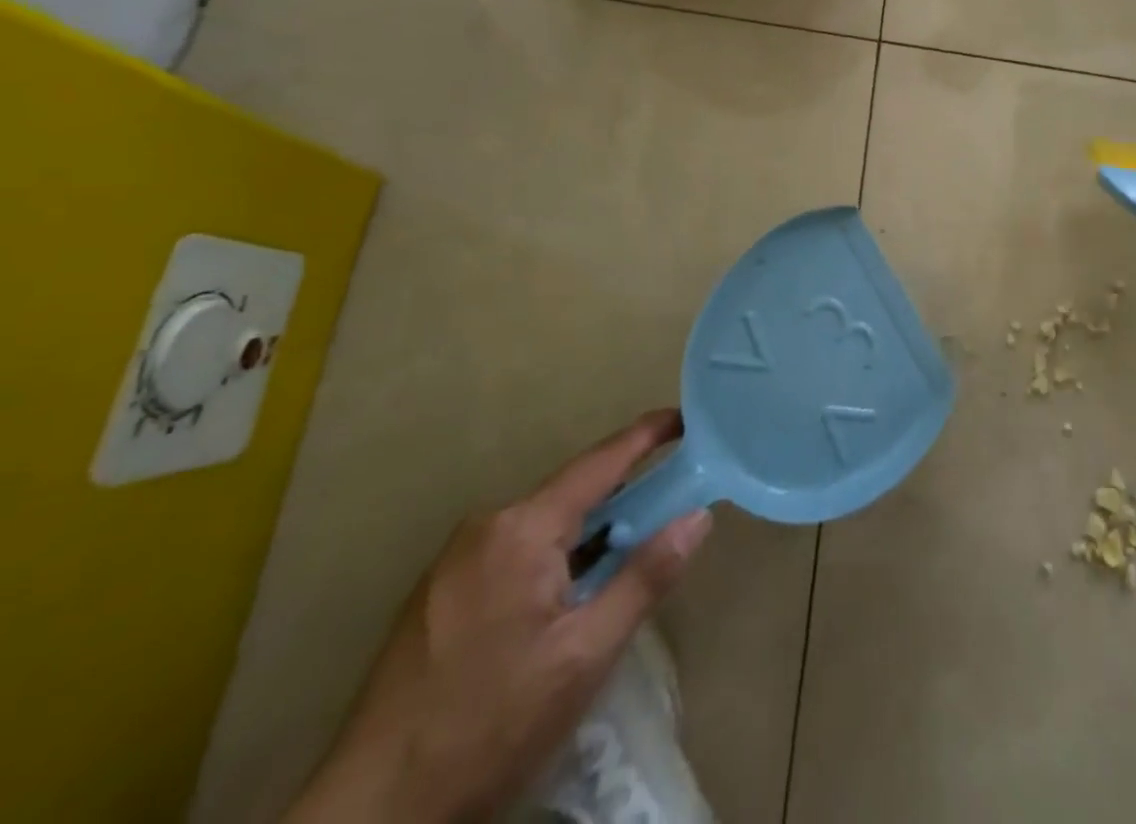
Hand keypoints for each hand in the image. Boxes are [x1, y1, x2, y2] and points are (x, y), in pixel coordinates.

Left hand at [286, 410, 712, 823]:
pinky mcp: (439, 596)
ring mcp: (455, 561)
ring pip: (544, 526)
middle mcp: (485, 528)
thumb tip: (697, 516)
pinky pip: (515, 552)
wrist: (370, 817)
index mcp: (521, 529)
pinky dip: (556, 558)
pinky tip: (569, 598)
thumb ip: (646, 577)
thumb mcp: (585, 655)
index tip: (687, 418)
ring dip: (590, 534)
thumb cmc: (491, 725)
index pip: (601, 462)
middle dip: (625, 497)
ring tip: (628, 559)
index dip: (648, 435)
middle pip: (573, 494)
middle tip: (673, 508)